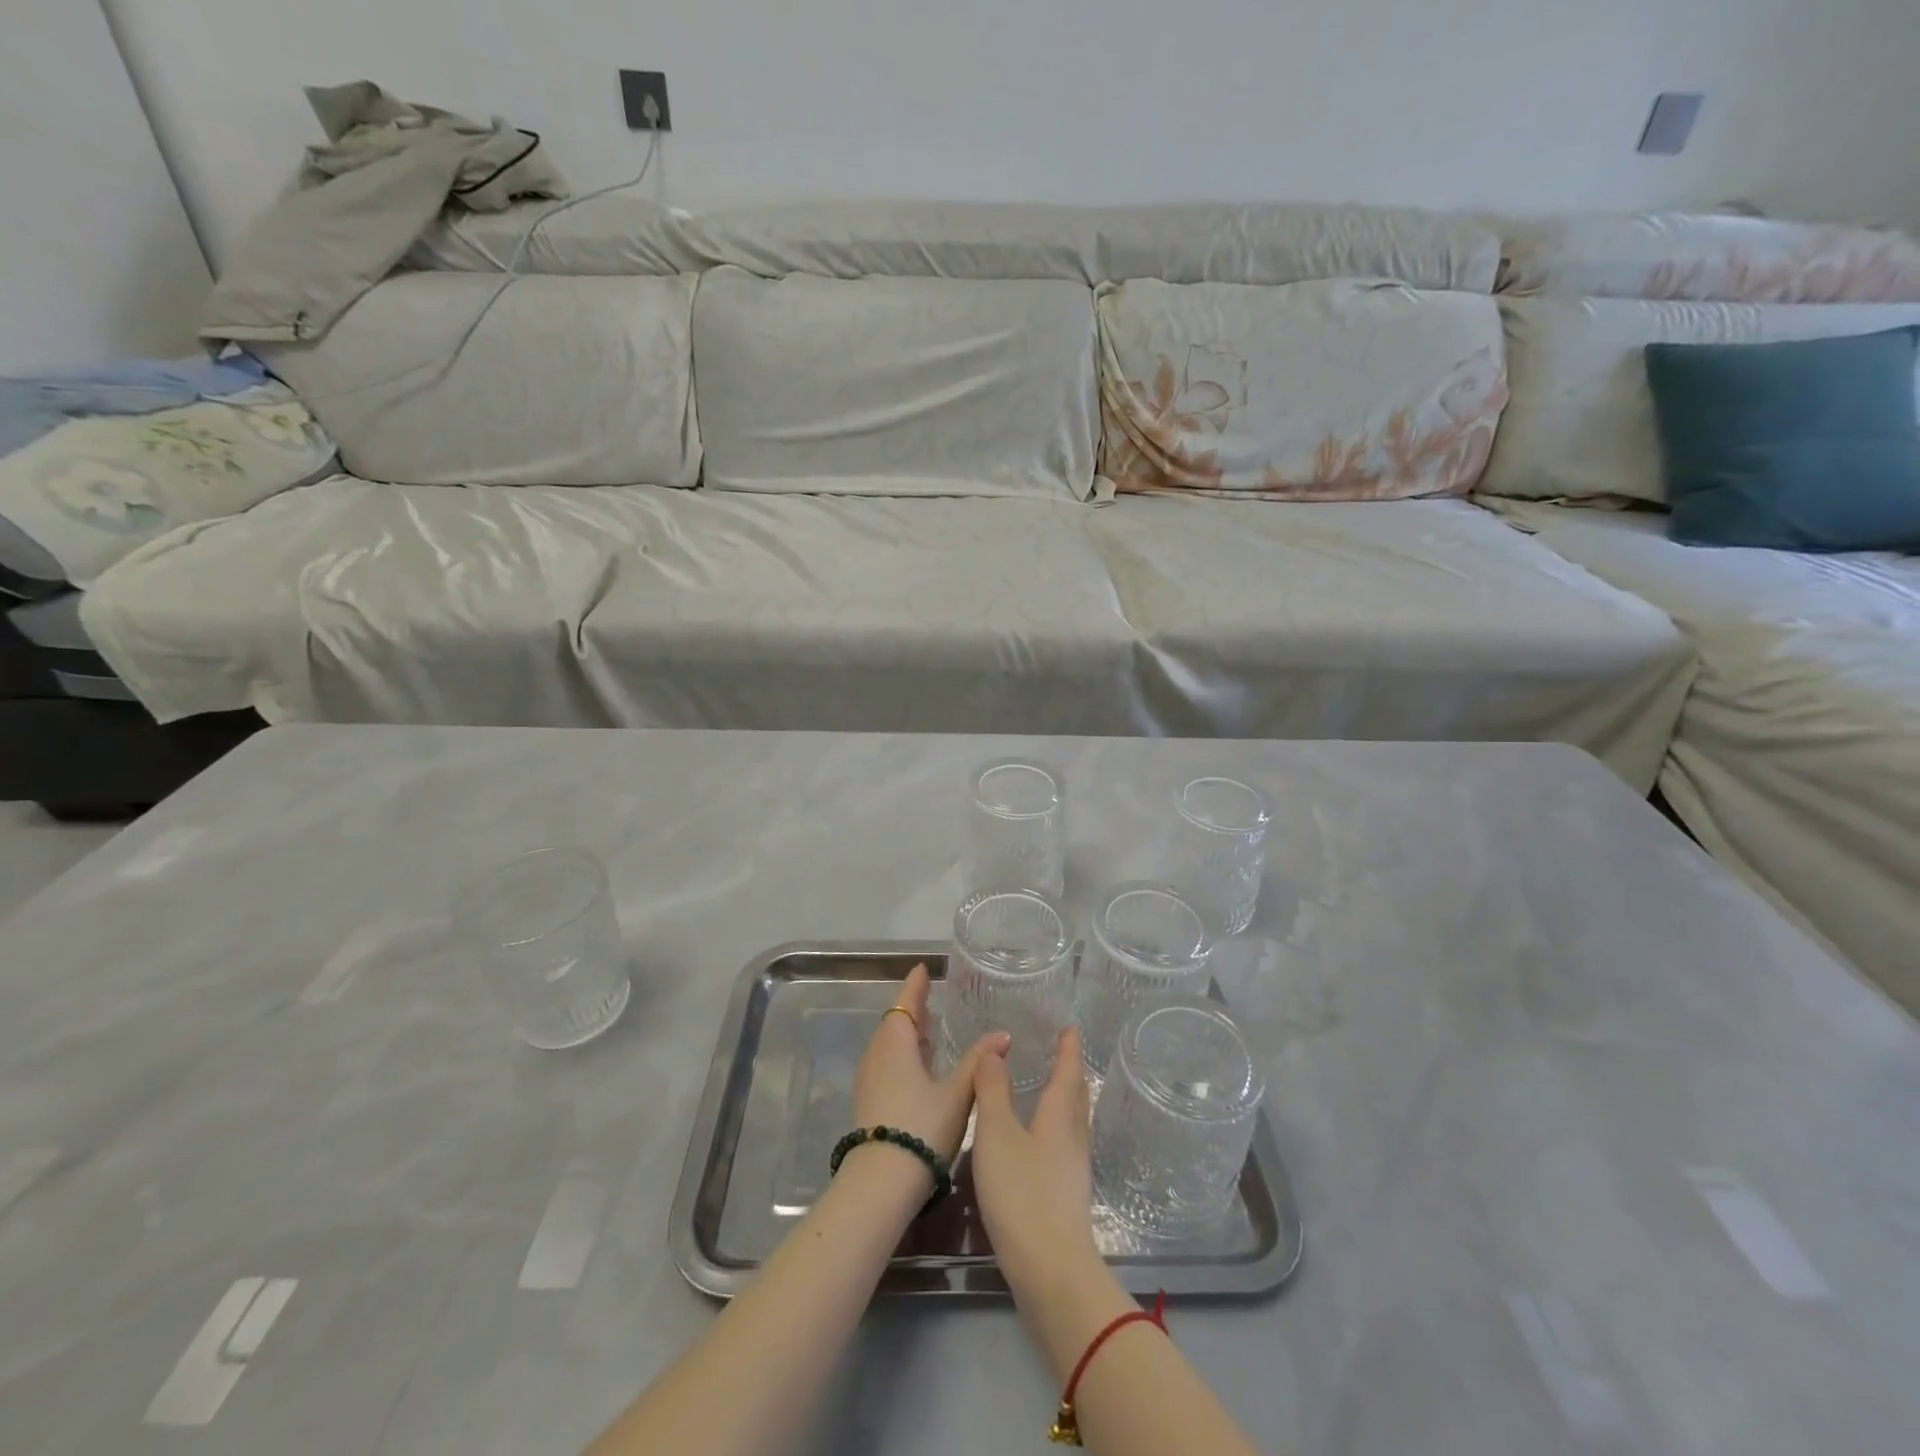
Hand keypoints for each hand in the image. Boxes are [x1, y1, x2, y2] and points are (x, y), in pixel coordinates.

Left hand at [852, 964, 1005, 1168]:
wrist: (880, 1184)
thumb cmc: (921, 1128)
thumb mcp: (957, 1094)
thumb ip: (978, 1062)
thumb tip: (1002, 1034)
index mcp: (895, 1044)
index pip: (905, 1003)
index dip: (915, 986)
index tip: (923, 969)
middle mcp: (877, 1055)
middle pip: (894, 1022)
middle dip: (912, 1009)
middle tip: (931, 997)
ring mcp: (869, 1079)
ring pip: (889, 1045)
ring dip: (907, 1033)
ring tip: (928, 1028)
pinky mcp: (869, 1101)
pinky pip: (886, 1063)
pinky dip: (902, 1054)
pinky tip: (919, 1067)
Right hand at [969, 1025, 1098, 1299]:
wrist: (1051, 1270)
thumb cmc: (1022, 1193)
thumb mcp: (997, 1134)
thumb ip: (993, 1090)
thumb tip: (994, 1049)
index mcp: (1060, 1115)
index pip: (1068, 1070)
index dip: (1069, 1047)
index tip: (1070, 1027)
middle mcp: (1073, 1135)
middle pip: (1075, 1094)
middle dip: (1069, 1070)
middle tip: (1061, 1050)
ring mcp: (1073, 1167)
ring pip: (1071, 1120)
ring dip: (1063, 1098)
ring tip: (1049, 1086)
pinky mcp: (1066, 1193)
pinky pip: (1063, 1142)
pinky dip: (1054, 1125)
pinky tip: (1038, 1138)